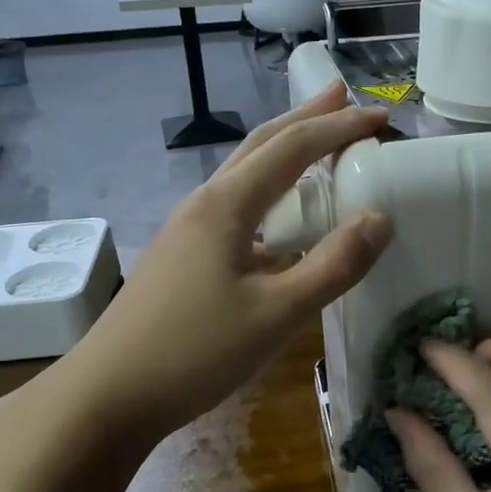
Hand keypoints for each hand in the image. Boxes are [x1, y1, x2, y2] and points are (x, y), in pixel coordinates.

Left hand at [45, 80, 391, 442]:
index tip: (382, 118)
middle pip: (261, 145)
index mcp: (226, 206)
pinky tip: (282, 222)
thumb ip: (333, 266)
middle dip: (306, 118)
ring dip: (285, 152)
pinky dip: (270, 194)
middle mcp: (205, 204)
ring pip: (245, 174)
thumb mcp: (276, 313)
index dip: (339, 128)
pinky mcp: (184, 257)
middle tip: (344, 96)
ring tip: (318, 143)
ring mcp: (189, 230)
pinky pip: (238, 208)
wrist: (108, 395)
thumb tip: (381, 219)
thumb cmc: (193, 351)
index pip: (292, 148)